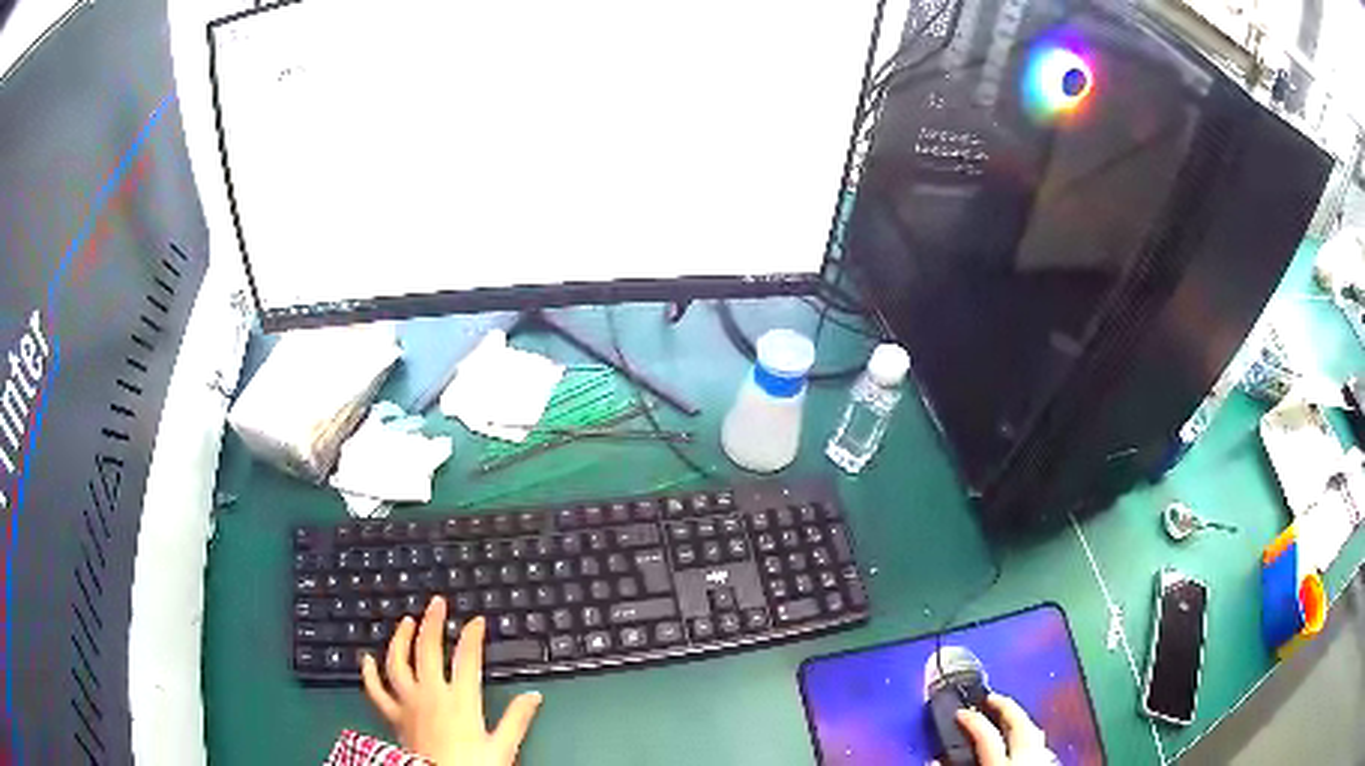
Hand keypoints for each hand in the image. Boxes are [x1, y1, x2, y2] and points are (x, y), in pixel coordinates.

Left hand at [361, 597, 542, 765]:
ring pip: (398, 662)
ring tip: (406, 622)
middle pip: (428, 650)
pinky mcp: (392, 716)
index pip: (467, 659)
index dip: (473, 636)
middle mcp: (431, 694)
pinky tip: (367, 659)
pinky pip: (375, 690)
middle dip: (433, 623)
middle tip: (437, 603)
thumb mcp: (503, 747)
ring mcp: (407, 703)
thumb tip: (534, 696)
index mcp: (460, 700)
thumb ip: (517, 719)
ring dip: (400, 639)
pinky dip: (369, 673)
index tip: (477, 621)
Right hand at [955, 694, 1054, 765]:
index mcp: (1005, 763)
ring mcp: (1042, 758)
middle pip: (1019, 722)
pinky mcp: (1051, 762)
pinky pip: (1041, 744)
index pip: (986, 735)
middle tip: (990, 697)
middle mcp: (1027, 756)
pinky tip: (1024, 740)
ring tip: (1007, 715)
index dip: (972, 720)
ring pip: (1035, 730)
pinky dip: (1031, 736)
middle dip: (1005, 705)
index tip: (959, 711)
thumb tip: (935, 759)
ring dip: (1021, 719)